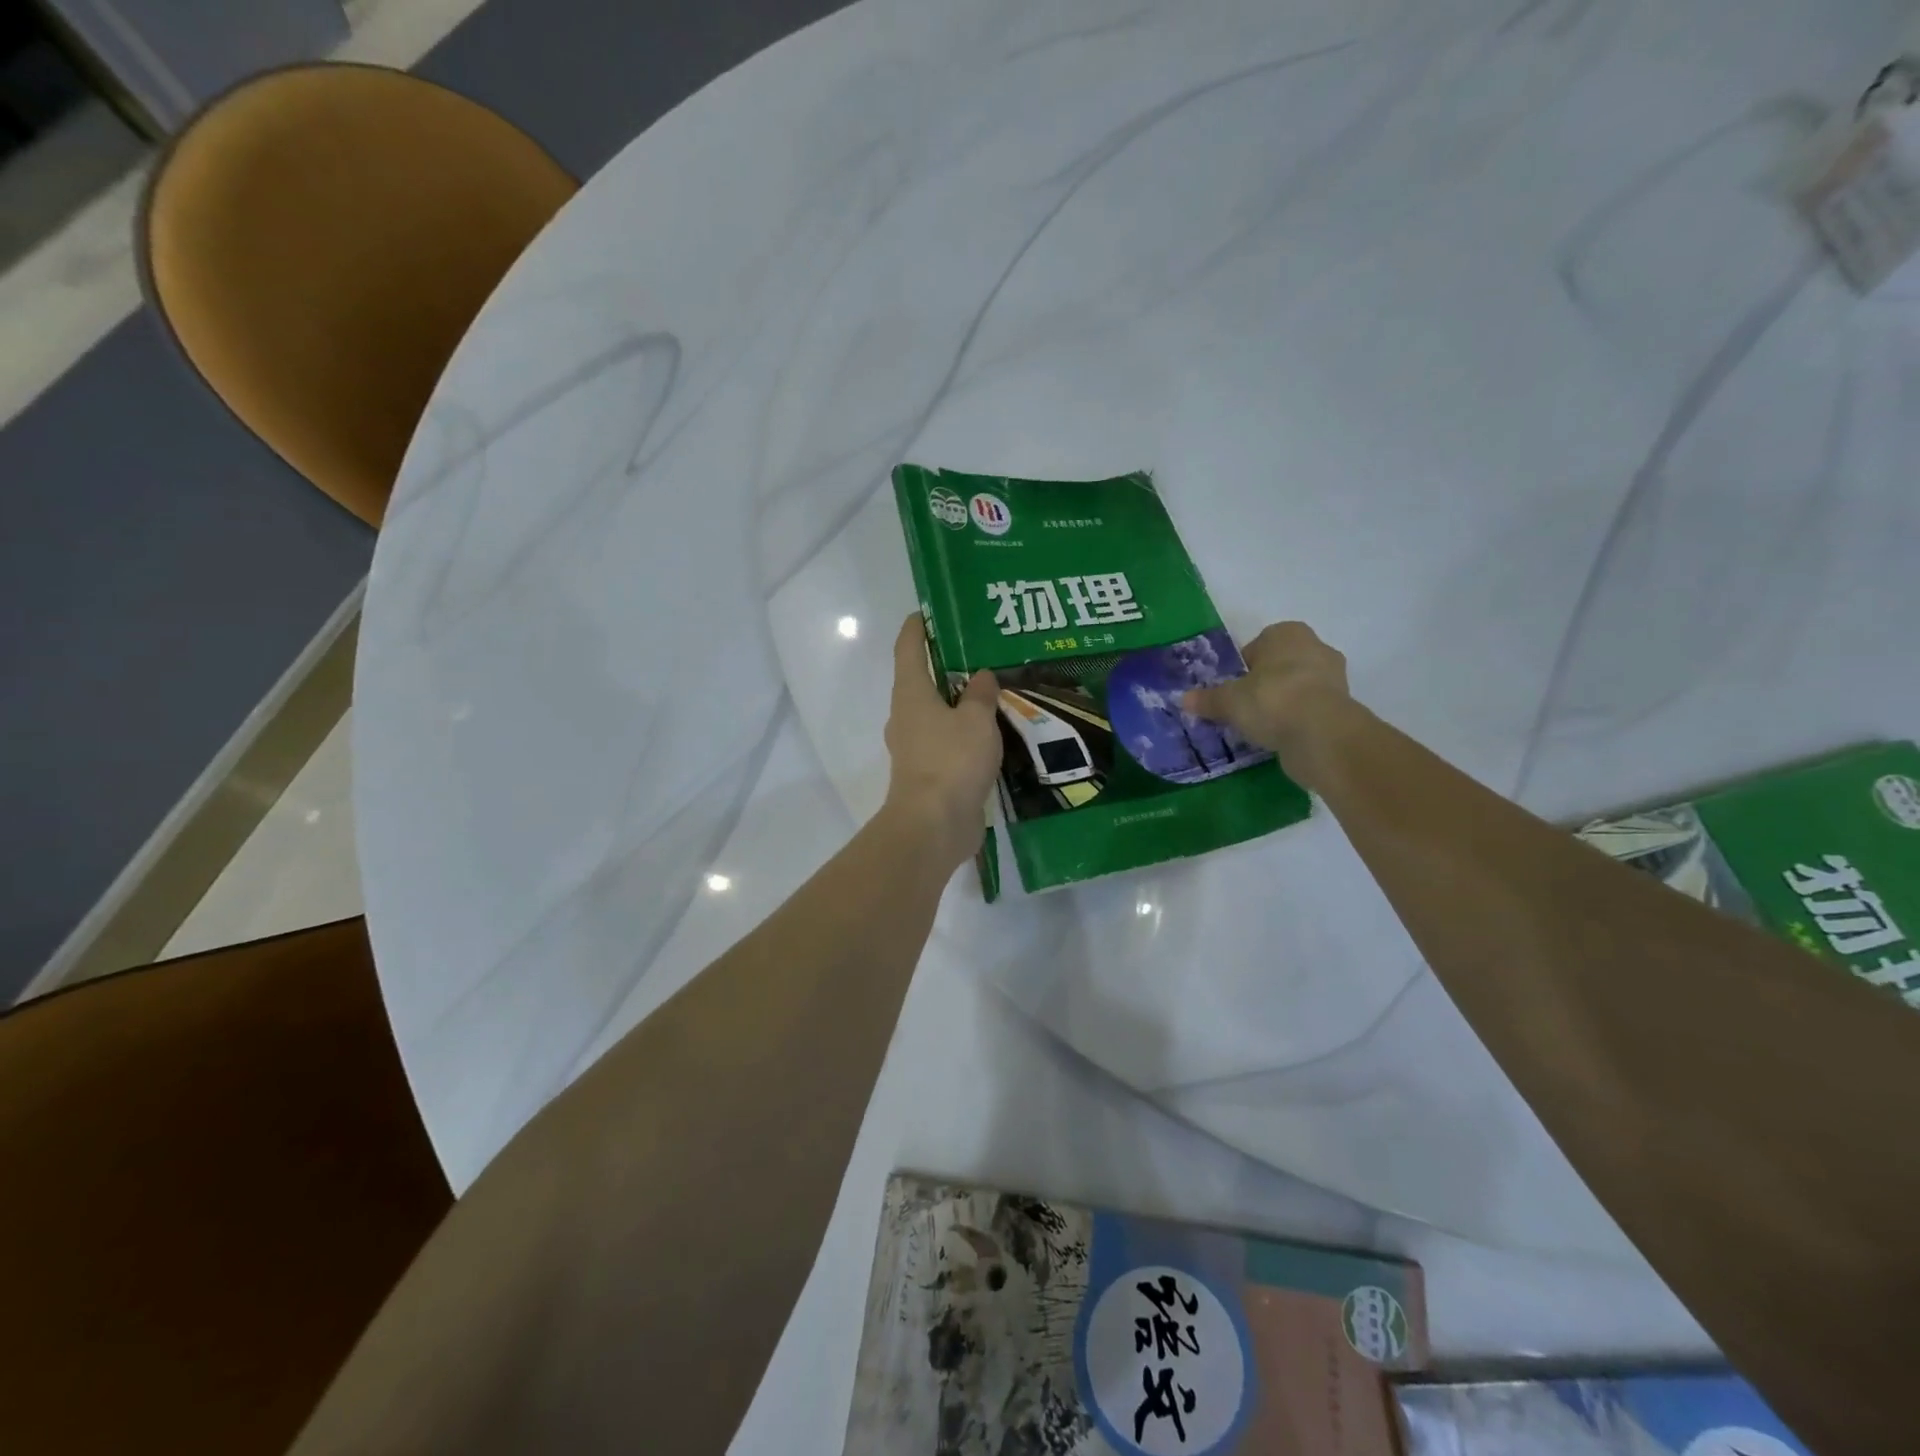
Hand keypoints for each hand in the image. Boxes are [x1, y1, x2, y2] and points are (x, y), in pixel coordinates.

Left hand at [881, 615, 1001, 870]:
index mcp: (911, 693)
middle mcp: (907, 716)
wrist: (934, 825)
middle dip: (947, 665)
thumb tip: (981, 676)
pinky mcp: (929, 774)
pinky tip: (993, 733)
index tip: (929, 612)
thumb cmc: (951, 761)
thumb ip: (980, 694)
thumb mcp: (976, 720)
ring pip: (937, 714)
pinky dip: (966, 733)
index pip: (908, 648)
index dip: (917, 627)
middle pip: (923, 680)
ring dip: (959, 703)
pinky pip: (948, 742)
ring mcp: (916, 747)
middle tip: (980, 652)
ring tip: (993, 692)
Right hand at [1182, 621, 1357, 790]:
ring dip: (1282, 703)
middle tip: (1244, 708)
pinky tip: (1281, 736)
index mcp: (1286, 633)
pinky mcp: (1343, 706)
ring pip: (1297, 687)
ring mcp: (1334, 677)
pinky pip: (1310, 709)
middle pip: (1279, 666)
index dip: (1242, 668)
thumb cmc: (1271, 700)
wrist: (1322, 733)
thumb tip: (1184, 699)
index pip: (1257, 646)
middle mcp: (1315, 647)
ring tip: (1261, 726)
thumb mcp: (1229, 701)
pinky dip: (1297, 720)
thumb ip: (1207, 699)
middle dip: (1264, 684)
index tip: (1232, 690)